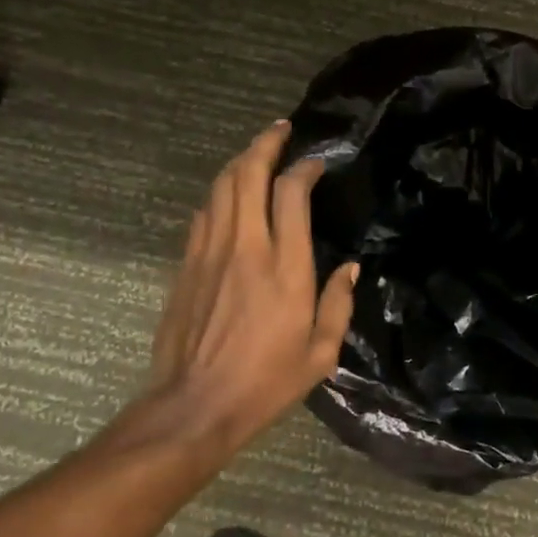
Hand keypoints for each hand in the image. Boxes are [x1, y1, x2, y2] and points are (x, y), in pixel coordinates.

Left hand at [144, 120, 358, 455]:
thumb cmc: (265, 383)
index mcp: (286, 266)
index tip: (316, 164)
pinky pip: (204, 213)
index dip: (305, 168)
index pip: (292, 193)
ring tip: (257, 153)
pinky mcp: (187, 264)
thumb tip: (350, 267)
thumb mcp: (320, 353)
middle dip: (265, 144)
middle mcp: (246, 246)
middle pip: (248, 174)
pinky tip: (229, 196)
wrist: (194, 406)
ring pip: (221, 186)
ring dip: (240, 161)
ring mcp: (210, 252)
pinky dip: (219, 194)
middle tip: (281, 130)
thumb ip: (338, 304)